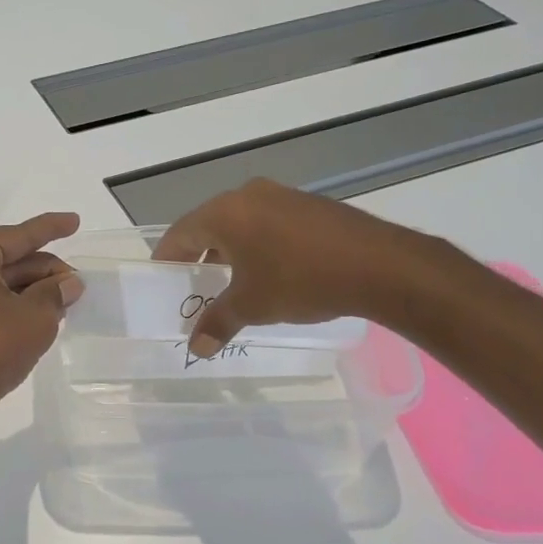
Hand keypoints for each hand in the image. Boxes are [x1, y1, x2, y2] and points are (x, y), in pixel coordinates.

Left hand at [0, 212, 82, 435]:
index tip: (74, 220)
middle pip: (5, 257)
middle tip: (76, 283)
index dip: (51, 229)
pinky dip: (4, 300)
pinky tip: (34, 309)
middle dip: (42, 270)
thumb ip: (55, 293)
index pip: (18, 236)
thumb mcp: (34, 319)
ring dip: (26, 288)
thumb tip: (70, 283)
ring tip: (62, 298)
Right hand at [154, 179, 439, 356]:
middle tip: (195, 286)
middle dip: (199, 257)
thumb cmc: (300, 280)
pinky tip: (270, 272)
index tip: (162, 279)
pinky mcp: (310, 205)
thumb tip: (196, 348)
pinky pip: (269, 223)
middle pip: (209, 225)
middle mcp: (249, 196)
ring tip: (232, 283)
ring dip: (230, 252)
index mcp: (225, 213)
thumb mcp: (252, 306)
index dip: (167, 258)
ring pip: (241, 224)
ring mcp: (283, 196)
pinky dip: (259, 246)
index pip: (180, 233)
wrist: (380, 265)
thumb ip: (218, 323)